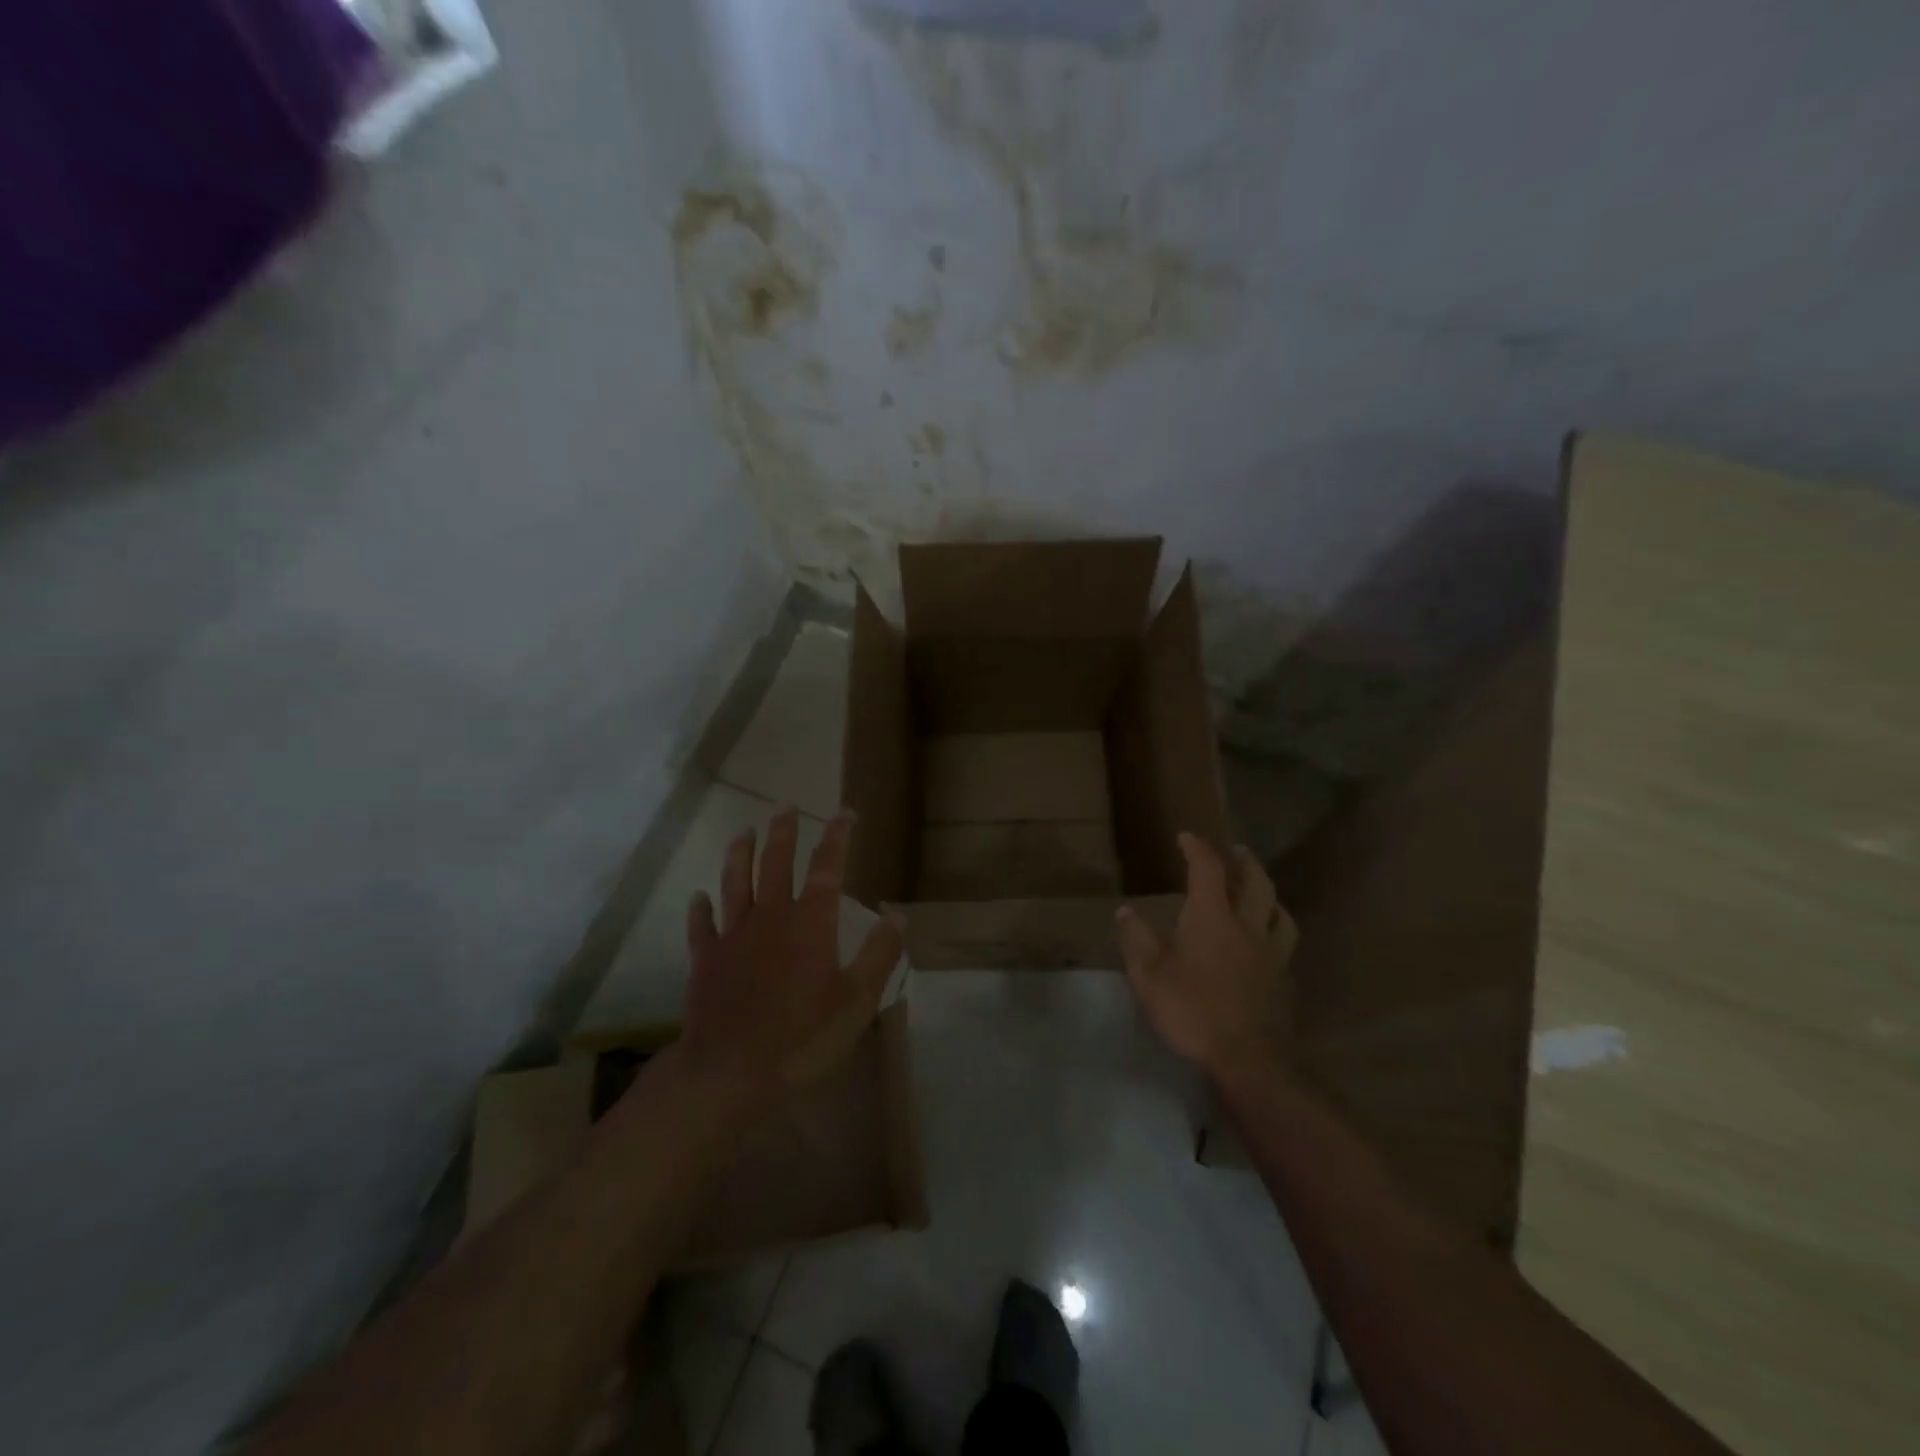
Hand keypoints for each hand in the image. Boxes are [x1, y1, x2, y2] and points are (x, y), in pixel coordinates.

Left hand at [681, 806, 904, 1103]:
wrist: (729, 1072)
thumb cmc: (801, 1038)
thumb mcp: (857, 1001)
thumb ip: (879, 954)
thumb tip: (897, 914)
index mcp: (810, 923)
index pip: (826, 867)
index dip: (837, 837)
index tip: (844, 813)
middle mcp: (770, 917)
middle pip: (775, 863)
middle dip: (783, 832)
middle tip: (785, 806)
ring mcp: (733, 936)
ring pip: (735, 882)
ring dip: (739, 854)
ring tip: (742, 831)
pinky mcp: (705, 960)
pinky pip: (701, 925)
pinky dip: (700, 908)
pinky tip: (699, 896)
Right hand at [1115, 834, 1297, 1079]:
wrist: (1248, 1058)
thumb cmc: (1192, 1010)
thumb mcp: (1148, 976)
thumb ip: (1136, 939)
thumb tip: (1125, 911)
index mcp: (1212, 918)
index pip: (1207, 870)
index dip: (1197, 849)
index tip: (1187, 837)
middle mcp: (1247, 926)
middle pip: (1255, 882)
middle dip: (1244, 862)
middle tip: (1236, 852)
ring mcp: (1271, 953)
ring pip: (1279, 911)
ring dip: (1268, 893)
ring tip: (1260, 890)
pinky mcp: (1283, 979)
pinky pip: (1284, 942)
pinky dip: (1276, 929)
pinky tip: (1269, 940)